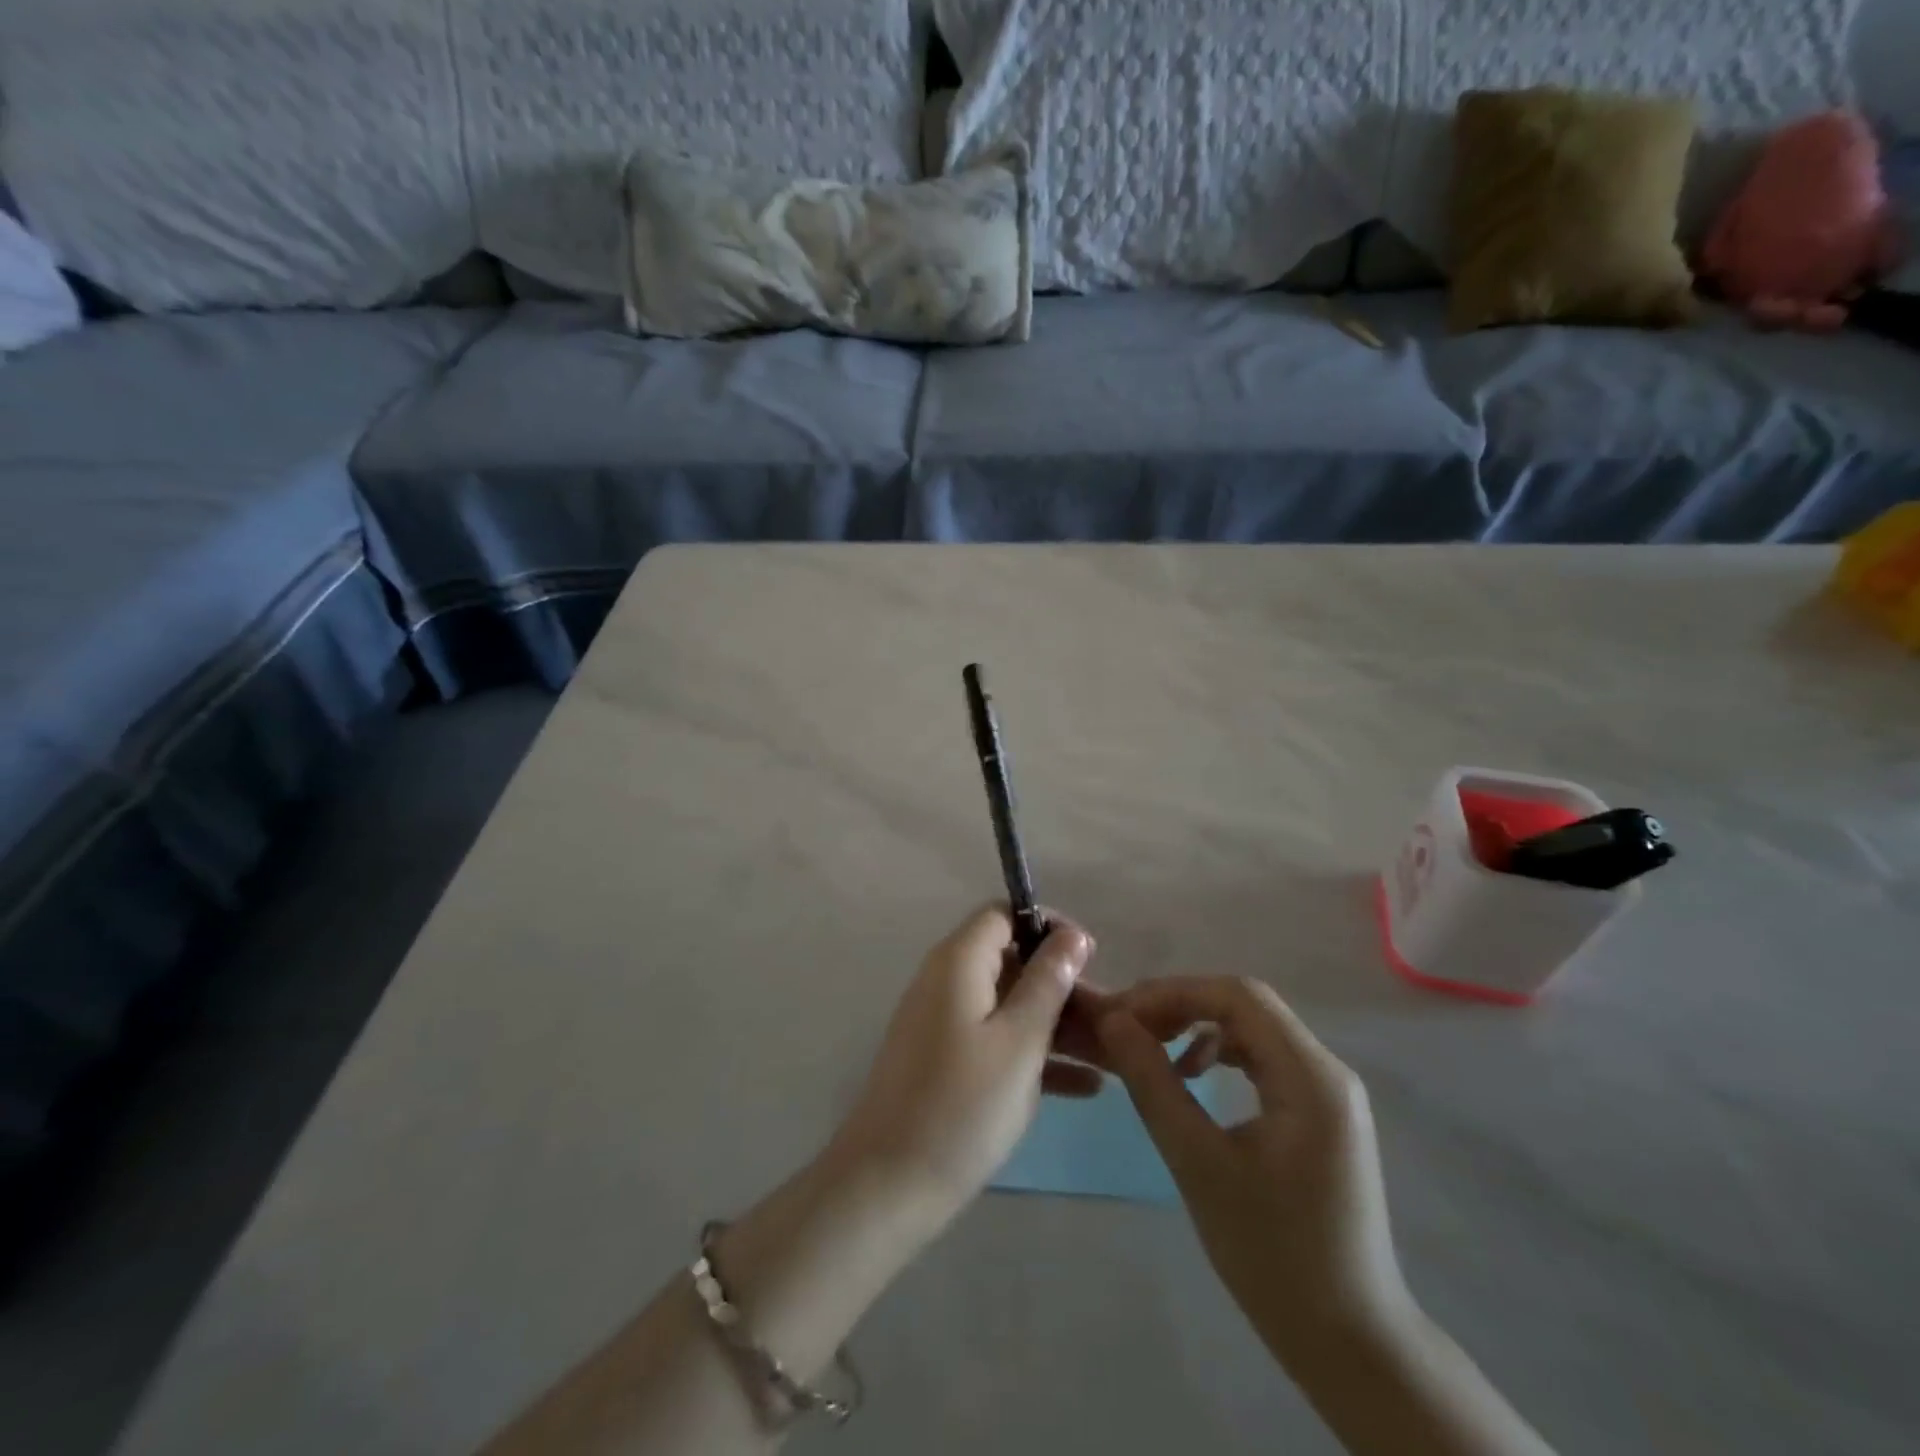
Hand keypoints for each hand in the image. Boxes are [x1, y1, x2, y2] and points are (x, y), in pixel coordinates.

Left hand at [827, 906, 1099, 1223]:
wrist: (889, 1185)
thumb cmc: (962, 1105)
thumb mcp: (1019, 1041)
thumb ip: (1047, 982)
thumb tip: (1072, 935)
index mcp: (958, 961)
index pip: (1003, 915)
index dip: (1048, 927)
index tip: (1090, 957)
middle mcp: (946, 981)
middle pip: (1012, 961)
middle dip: (1062, 985)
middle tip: (1111, 1020)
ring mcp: (944, 1022)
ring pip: (1010, 1005)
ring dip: (1057, 1025)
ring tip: (1112, 1055)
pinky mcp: (945, 1060)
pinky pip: (997, 1040)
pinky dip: (1035, 1055)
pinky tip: (1087, 1088)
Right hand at [1096, 977, 1411, 1366]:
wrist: (1350, 1343)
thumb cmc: (1273, 1255)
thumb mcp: (1198, 1164)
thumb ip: (1153, 1083)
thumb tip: (1112, 1021)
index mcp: (1311, 1076)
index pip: (1238, 995)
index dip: (1173, 993)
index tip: (1122, 1014)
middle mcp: (1327, 1070)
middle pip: (1246, 1005)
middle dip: (1181, 1005)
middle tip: (1128, 1027)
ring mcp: (1327, 1091)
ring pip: (1253, 1028)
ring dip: (1198, 1026)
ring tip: (1151, 1048)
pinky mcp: (1319, 1112)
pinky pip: (1263, 1058)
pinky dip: (1220, 1054)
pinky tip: (1191, 1077)